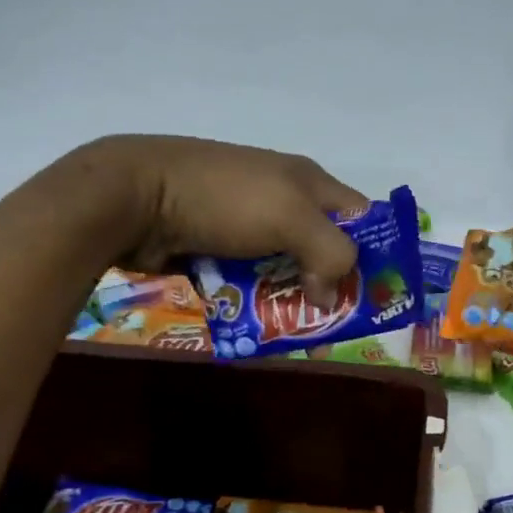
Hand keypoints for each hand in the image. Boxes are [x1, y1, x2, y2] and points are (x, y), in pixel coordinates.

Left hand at [74, 136, 368, 301]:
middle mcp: (281, 200)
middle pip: (321, 248)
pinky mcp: (215, 247)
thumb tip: (329, 297)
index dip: (374, 252)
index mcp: (307, 182)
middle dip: (330, 285)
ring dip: (289, 298)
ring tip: (294, 330)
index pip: (360, 216)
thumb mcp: (292, 217)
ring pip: (283, 269)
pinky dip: (253, 301)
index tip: (376, 294)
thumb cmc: (225, 199)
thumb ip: (330, 254)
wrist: (135, 197)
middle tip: (334, 323)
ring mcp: (244, 225)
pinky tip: (256, 323)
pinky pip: (246, 280)